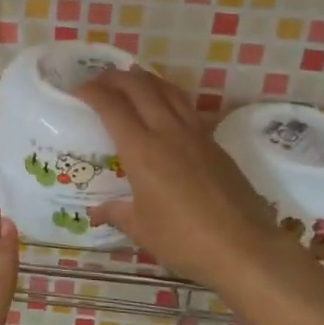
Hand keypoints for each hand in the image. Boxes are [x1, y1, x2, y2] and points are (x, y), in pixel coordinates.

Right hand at [82, 69, 295, 292]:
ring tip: (131, 79)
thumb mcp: (142, 229)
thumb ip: (117, 213)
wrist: (245, 247)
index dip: (92, 92)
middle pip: (139, 87)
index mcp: (142, 150)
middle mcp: (167, 131)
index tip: (78, 90)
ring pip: (167, 90)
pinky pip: (186, 106)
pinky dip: (168, 95)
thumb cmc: (185, 240)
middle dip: (115, 77)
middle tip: (100, 81)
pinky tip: (165, 106)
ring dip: (145, 79)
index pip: (111, 106)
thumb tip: (96, 212)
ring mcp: (195, 134)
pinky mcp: (215, 142)